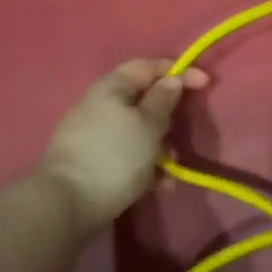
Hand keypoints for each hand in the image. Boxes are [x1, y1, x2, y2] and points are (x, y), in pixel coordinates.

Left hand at [35, 59, 207, 234]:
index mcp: (111, 87)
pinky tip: (158, 185)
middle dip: (168, 117)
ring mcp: (94, 134)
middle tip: (182, 133)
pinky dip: (145, 165)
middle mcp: (100, 105)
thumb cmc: (114, 156)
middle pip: (143, 100)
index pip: (149, 67)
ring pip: (138, 131)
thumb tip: (172, 79)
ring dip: (160, 146)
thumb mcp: (148, 125)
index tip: (205, 83)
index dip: (178, 71)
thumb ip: (163, 100)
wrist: (66, 204)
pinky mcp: (93, 161)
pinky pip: (127, 154)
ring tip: (171, 169)